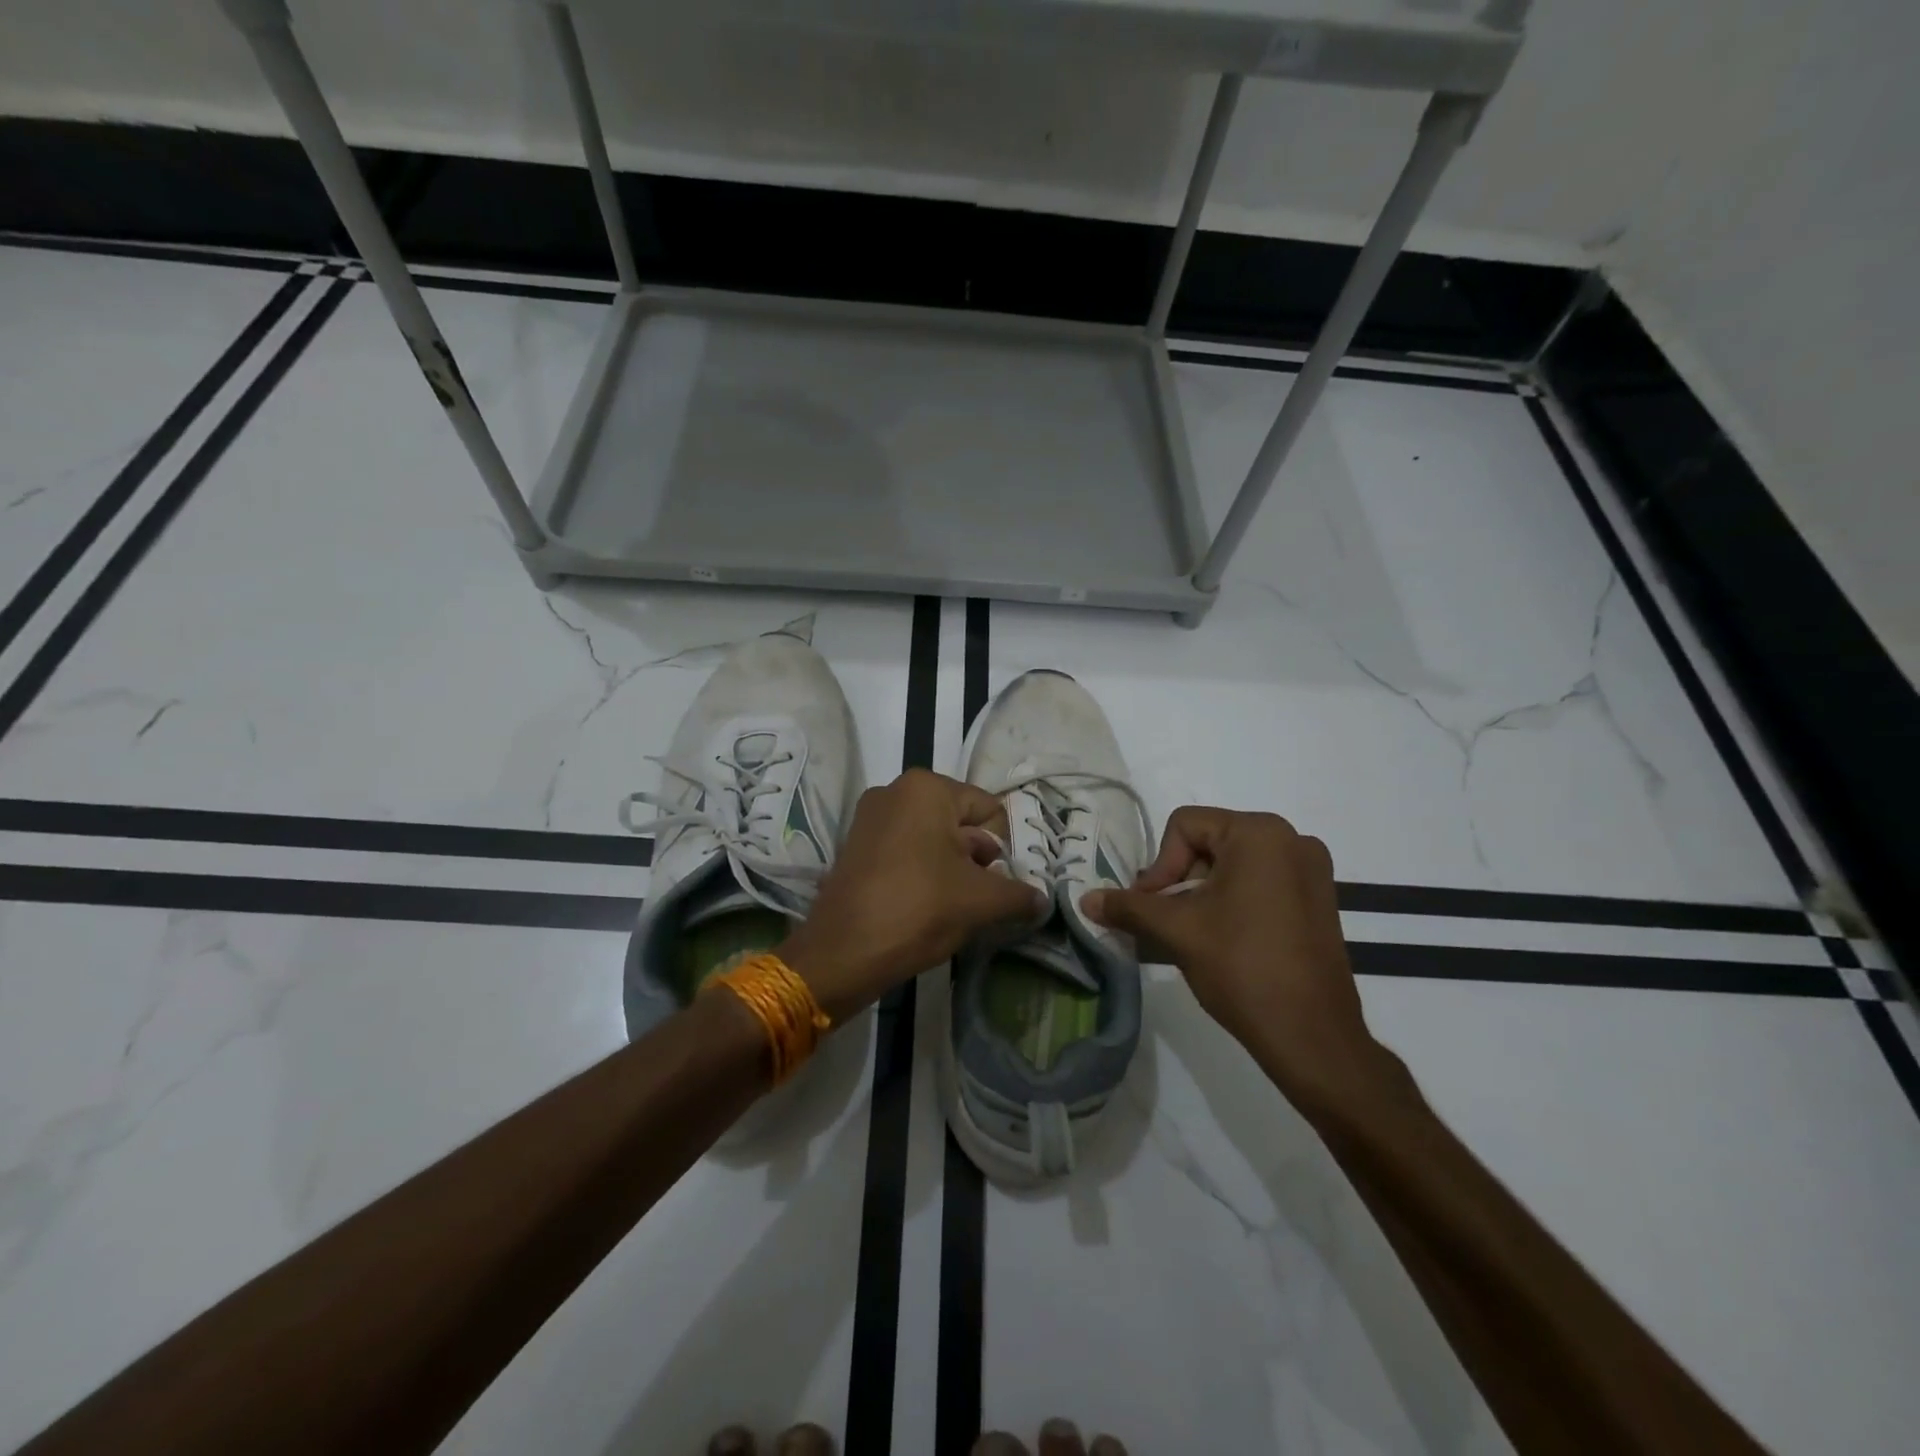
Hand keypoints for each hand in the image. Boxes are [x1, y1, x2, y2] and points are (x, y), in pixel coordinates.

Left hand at [780, 769, 1044, 1020]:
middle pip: (960, 823)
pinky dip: (924, 873)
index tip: (1000, 884)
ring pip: (933, 840)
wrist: (842, 952)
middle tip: (980, 898)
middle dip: (978, 860)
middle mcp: (895, 790)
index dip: (1003, 849)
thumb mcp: (981, 901)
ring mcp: (870, 818)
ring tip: (955, 907)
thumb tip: (1041, 900)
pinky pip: (906, 851)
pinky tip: (927, 907)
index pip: (988, 810)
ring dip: (953, 870)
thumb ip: (1019, 894)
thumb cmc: (919, 909)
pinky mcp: (856, 846)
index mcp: (926, 788)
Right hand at [1083, 807, 1378, 1104]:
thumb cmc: (1241, 966)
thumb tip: (1085, 900)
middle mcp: (1292, 839)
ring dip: (1203, 893)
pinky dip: (1234, 901)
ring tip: (1192, 933)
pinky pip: (1262, 883)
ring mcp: (1312, 870)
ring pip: (1235, 865)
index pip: (1185, 826)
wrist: (1311, 1035)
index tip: (1151, 907)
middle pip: (1211, 842)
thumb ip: (1128, 907)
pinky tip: (1225, 939)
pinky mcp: (1320, 899)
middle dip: (1180, 879)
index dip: (1160, 865)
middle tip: (1166, 920)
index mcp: (1259, 833)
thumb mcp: (1176, 930)